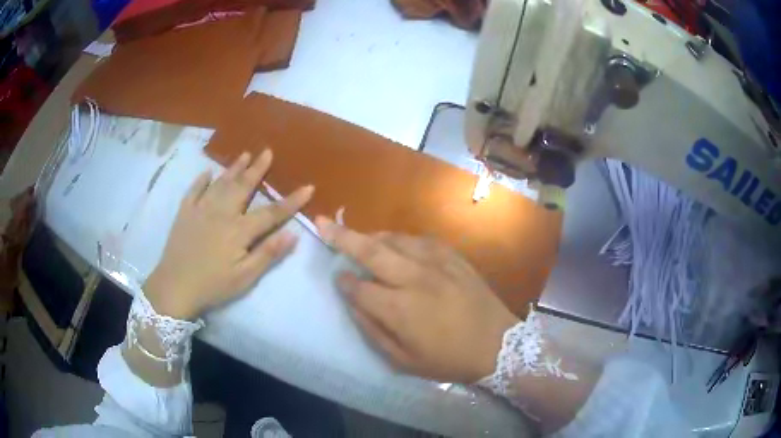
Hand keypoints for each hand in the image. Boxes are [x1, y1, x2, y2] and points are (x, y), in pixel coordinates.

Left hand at [144, 150, 313, 319]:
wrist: (175, 287)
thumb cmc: (213, 285)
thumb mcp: (244, 278)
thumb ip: (268, 254)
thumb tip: (293, 234)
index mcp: (239, 230)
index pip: (271, 213)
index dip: (291, 201)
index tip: (308, 187)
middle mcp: (221, 212)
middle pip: (243, 187)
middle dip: (257, 169)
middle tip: (267, 151)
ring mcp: (201, 209)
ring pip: (221, 183)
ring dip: (234, 168)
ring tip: (244, 155)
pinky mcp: (185, 213)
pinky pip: (194, 190)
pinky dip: (201, 180)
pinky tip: (207, 172)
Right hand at [316, 217, 518, 383]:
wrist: (497, 344)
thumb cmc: (448, 359)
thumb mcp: (404, 361)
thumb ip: (373, 331)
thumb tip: (353, 304)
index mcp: (400, 309)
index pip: (359, 287)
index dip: (344, 282)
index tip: (338, 278)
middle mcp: (414, 279)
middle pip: (370, 250)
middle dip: (342, 237)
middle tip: (322, 223)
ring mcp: (436, 263)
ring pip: (394, 239)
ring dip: (372, 236)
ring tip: (358, 236)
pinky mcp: (453, 257)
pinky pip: (420, 240)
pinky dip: (401, 239)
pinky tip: (396, 243)